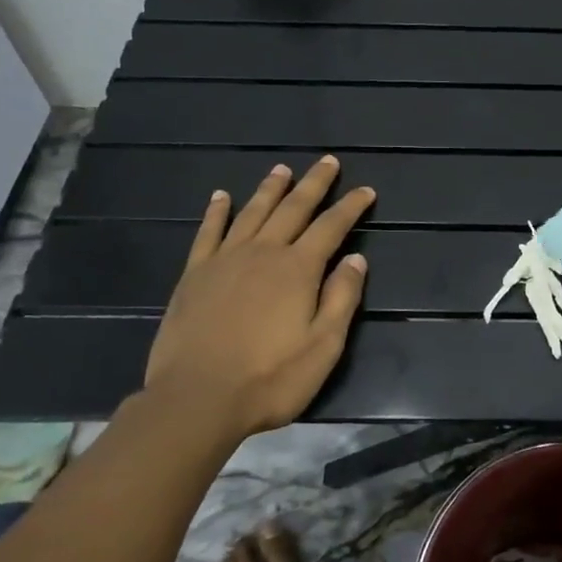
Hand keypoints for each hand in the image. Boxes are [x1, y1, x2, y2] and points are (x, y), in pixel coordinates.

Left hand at [142, 156, 373, 440]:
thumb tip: (357, 259)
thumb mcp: (324, 347)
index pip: (331, 227)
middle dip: (314, 184)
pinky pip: (208, 233)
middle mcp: (263, 253)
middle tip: (328, 162)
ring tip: (282, 169)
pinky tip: (221, 197)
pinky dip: (216, 212)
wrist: (196, 399)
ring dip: (270, 189)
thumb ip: (342, 298)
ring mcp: (225, 260)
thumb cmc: (270, 379)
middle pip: (293, 208)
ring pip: (253, 212)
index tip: (366, 190)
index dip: (351, 207)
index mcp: (298, 269)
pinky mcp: (195, 275)